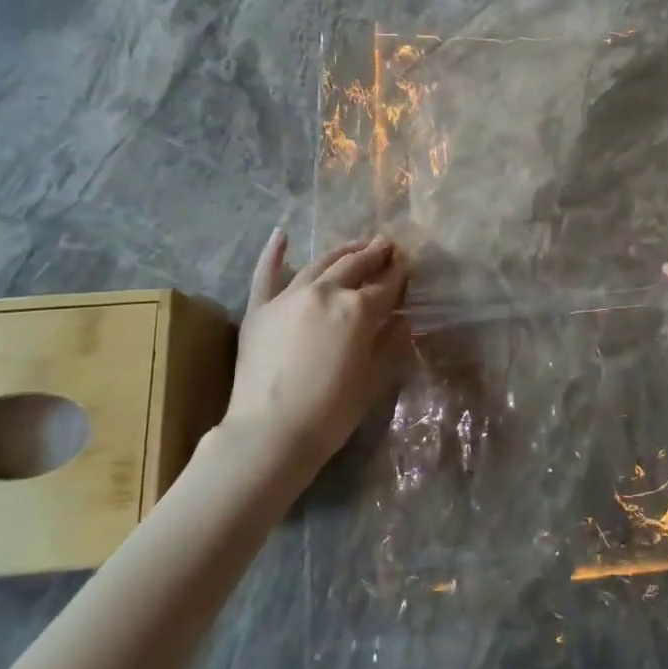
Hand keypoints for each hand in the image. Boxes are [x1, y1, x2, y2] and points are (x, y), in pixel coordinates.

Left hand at [219, 230, 410, 477]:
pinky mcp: (260, 308)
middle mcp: (326, 292)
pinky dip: (274, 252)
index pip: (386, 285)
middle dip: (374, 253)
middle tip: (386, 245)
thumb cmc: (331, 413)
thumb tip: (401, 321)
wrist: (270, 433)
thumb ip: (389, 344)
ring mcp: (289, 296)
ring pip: (320, 263)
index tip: (406, 262)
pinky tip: (282, 235)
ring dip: (341, 251)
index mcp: (358, 310)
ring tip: (356, 245)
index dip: (399, 272)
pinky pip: (266, 273)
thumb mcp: (373, 379)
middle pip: (355, 265)